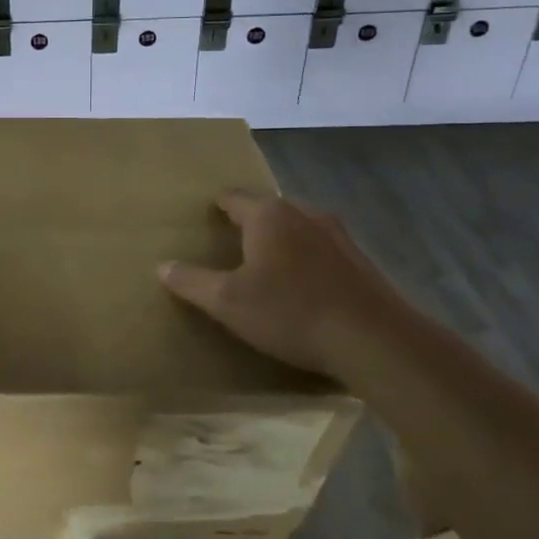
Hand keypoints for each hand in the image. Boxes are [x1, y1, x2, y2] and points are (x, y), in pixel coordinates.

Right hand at [157, 191, 421, 387]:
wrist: (375, 341)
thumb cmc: (291, 312)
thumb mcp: (228, 302)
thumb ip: (192, 282)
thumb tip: (163, 266)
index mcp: (268, 215)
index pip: (234, 198)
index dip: (217, 206)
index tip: (207, 216)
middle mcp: (304, 214)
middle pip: (268, 210)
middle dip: (251, 223)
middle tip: (232, 245)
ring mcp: (339, 236)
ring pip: (299, 228)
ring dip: (282, 241)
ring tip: (268, 265)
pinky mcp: (362, 261)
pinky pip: (323, 251)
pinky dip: (308, 260)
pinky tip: (305, 287)